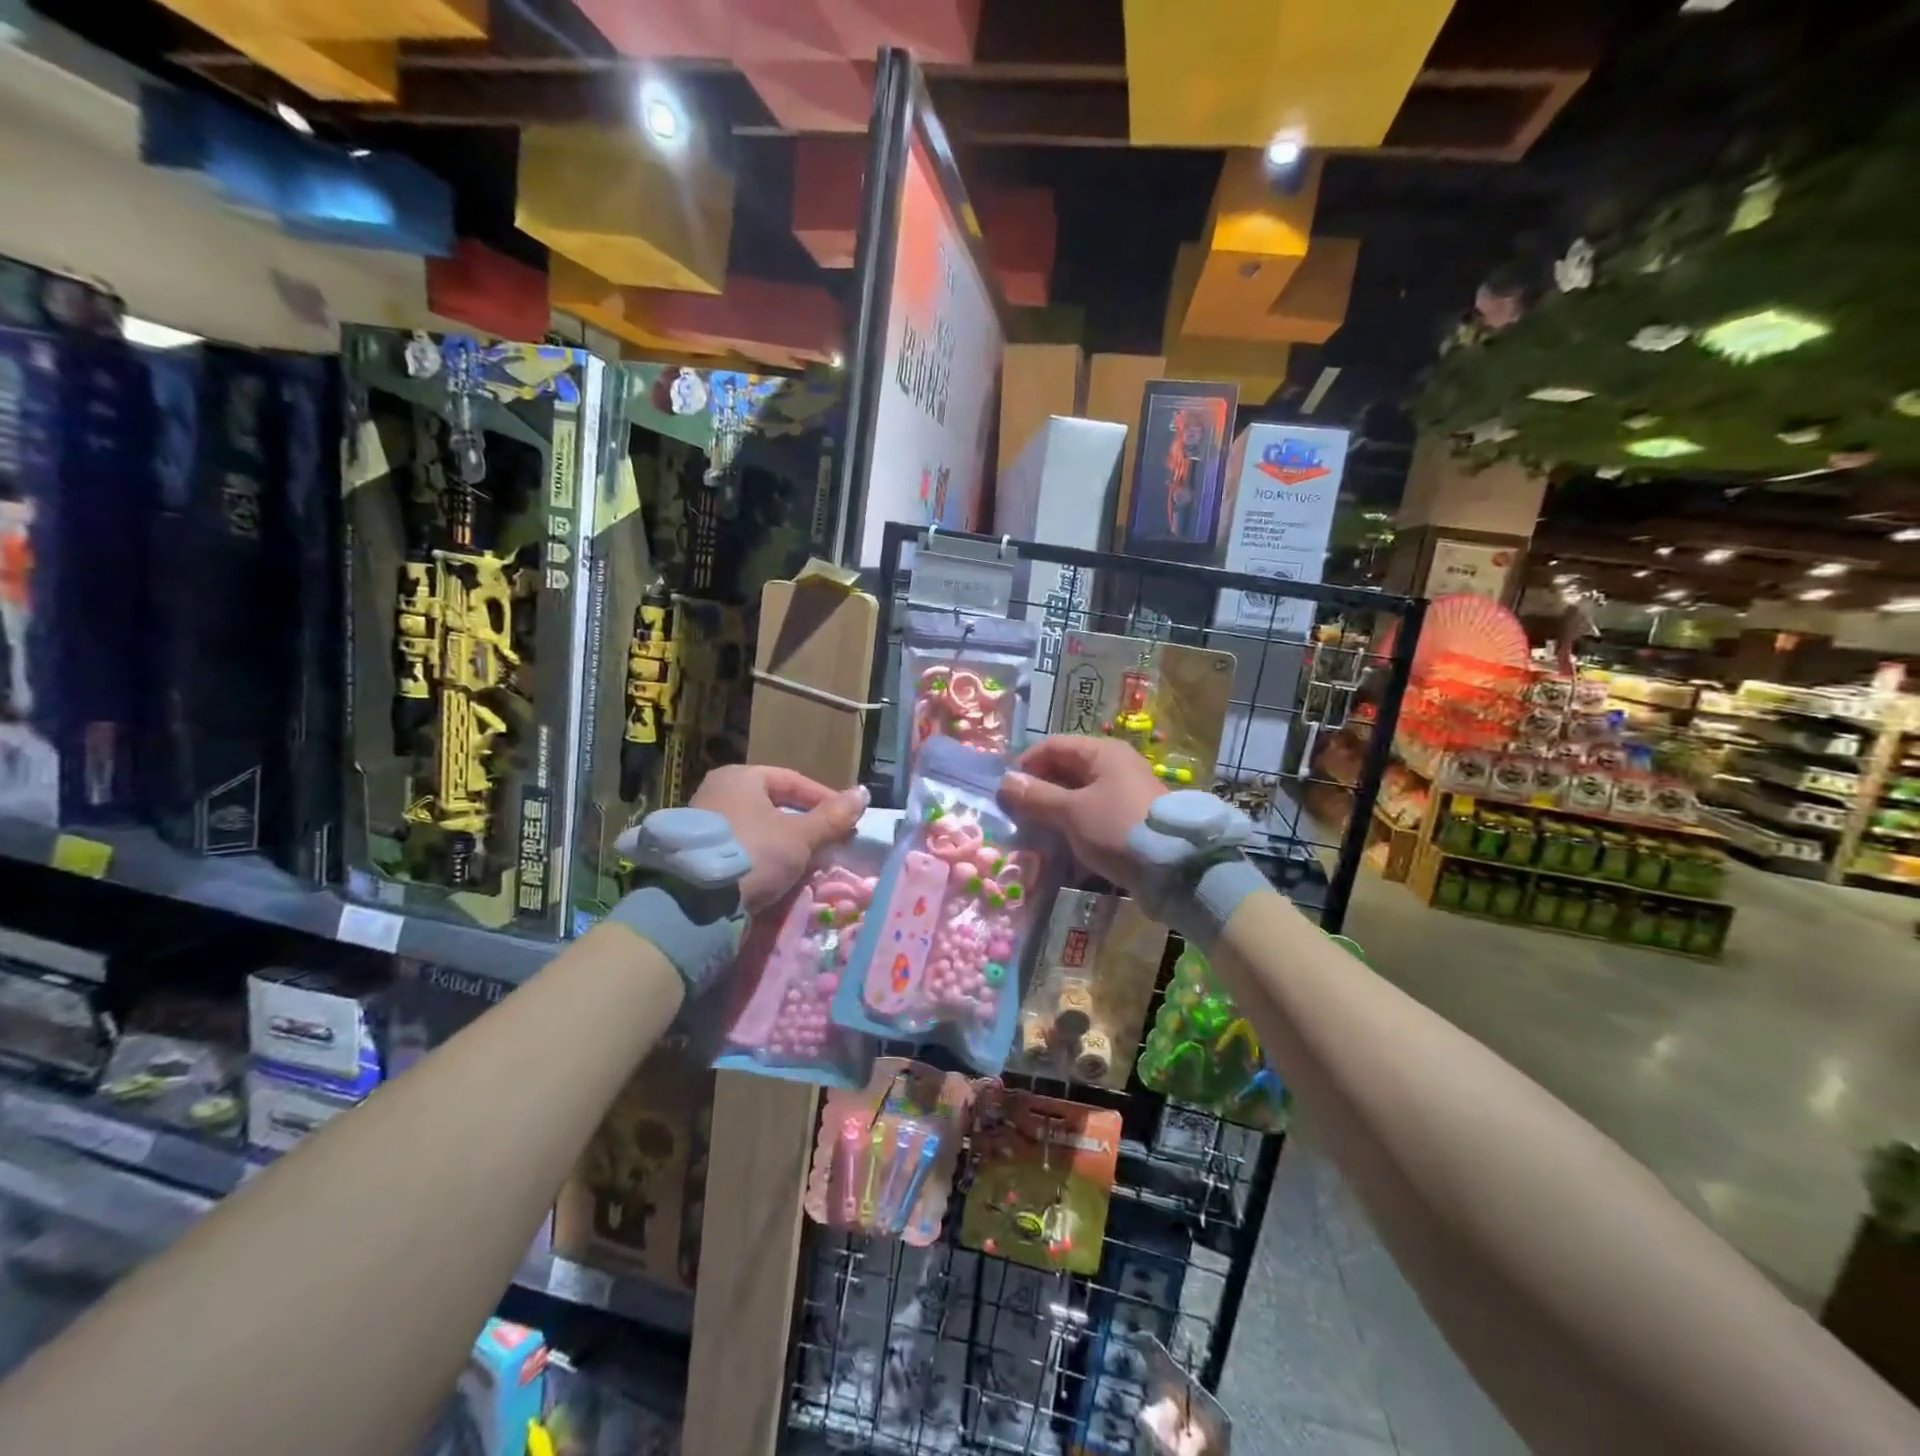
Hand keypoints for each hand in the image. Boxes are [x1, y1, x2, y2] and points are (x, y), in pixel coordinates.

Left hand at [690, 766, 868, 913]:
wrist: (695, 902)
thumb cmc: (753, 853)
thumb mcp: (800, 836)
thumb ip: (833, 817)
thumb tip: (863, 794)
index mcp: (740, 777)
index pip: (794, 781)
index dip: (825, 800)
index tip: (846, 822)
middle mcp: (718, 791)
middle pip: (775, 805)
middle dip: (806, 825)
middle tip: (830, 845)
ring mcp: (704, 822)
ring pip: (759, 828)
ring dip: (786, 844)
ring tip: (808, 864)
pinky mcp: (698, 852)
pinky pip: (742, 847)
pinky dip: (764, 858)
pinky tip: (779, 876)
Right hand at [999, 736, 1164, 893]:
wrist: (1176, 868)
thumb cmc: (1118, 828)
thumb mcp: (1072, 812)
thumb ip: (1037, 796)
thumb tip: (1004, 783)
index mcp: (1102, 753)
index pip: (1052, 746)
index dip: (1025, 765)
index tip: (1006, 792)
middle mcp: (1114, 766)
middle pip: (1065, 770)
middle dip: (1038, 791)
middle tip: (1017, 817)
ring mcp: (1123, 793)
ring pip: (1077, 795)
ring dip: (1054, 812)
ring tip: (1035, 834)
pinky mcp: (1128, 819)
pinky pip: (1092, 815)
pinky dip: (1073, 827)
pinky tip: (1061, 847)